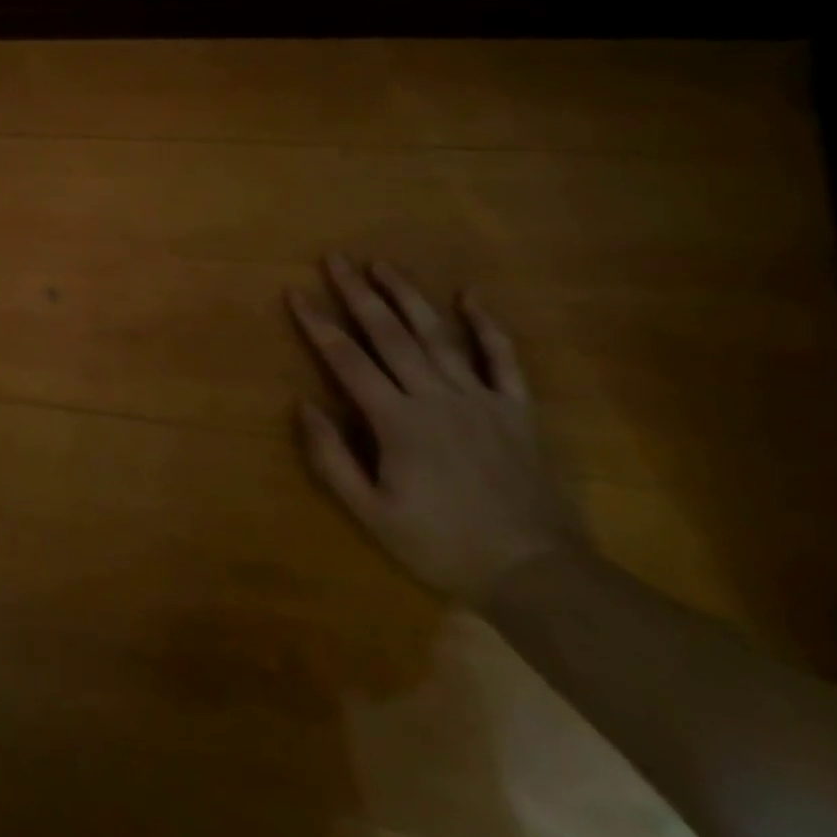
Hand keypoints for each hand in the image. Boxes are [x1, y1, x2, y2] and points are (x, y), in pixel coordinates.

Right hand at [289, 256, 585, 602]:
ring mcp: (481, 399)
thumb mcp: (371, 513)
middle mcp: (436, 397)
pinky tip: (471, 296)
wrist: (540, 577)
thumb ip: (332, 458)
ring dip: (408, 296)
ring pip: (438, 335)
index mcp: (397, 421)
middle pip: (389, 334)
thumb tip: (304, 404)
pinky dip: (488, 325)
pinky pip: (503, 359)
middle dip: (358, 293)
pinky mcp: (517, 410)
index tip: (296, 292)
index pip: (347, 359)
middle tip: (336, 259)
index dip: (318, 323)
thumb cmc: (443, 546)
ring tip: (383, 264)